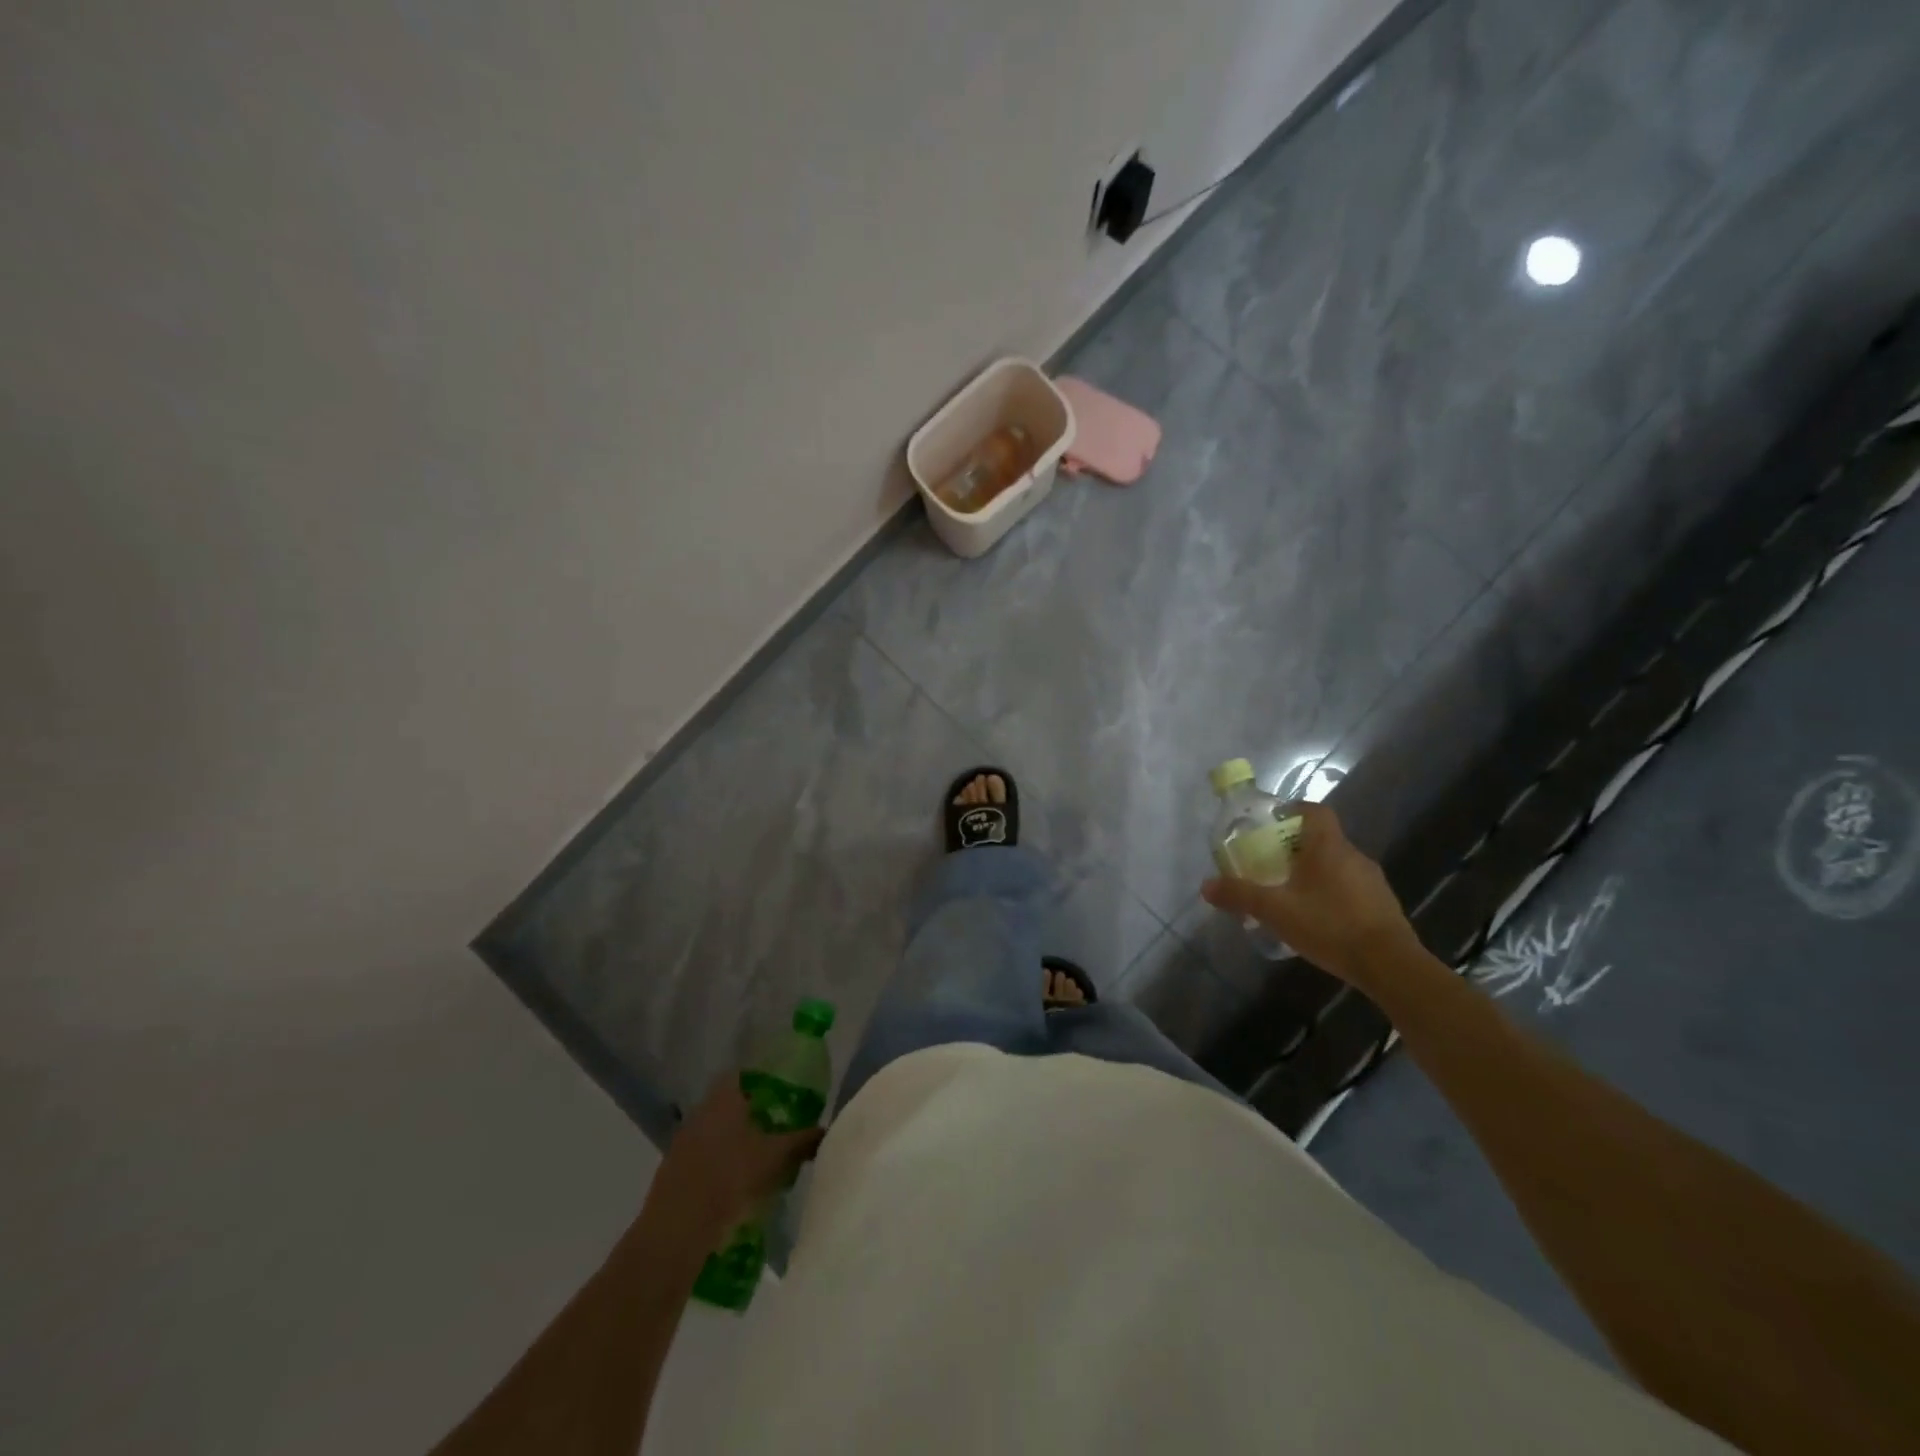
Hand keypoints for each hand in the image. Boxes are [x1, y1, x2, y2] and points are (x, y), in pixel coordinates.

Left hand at [641, 1079, 825, 1249]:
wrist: (676, 1231)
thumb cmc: (730, 1178)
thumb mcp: (777, 1157)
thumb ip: (803, 1140)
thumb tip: (825, 1130)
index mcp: (724, 1097)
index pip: (744, 1075)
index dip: (764, 1082)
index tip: (783, 1095)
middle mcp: (700, 1111)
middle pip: (731, 1104)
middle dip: (753, 1114)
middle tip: (779, 1128)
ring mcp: (683, 1141)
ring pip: (716, 1132)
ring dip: (736, 1141)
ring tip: (761, 1160)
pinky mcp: (673, 1171)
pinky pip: (703, 1157)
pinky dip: (720, 1164)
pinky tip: (736, 1184)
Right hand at [1202, 800, 1416, 987]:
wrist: (1390, 965)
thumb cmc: (1329, 925)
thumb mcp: (1275, 911)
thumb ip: (1240, 895)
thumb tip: (1206, 886)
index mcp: (1328, 847)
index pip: (1314, 811)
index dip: (1294, 811)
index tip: (1273, 822)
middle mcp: (1353, 856)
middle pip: (1323, 839)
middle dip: (1296, 848)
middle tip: (1272, 865)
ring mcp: (1373, 881)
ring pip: (1338, 866)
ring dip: (1316, 873)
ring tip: (1293, 895)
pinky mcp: (1384, 906)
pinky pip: (1352, 889)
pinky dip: (1333, 895)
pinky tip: (1320, 919)